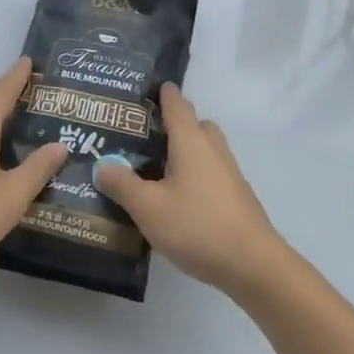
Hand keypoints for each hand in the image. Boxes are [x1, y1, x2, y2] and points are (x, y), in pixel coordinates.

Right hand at [94, 85, 287, 295]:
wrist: (253, 265)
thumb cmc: (197, 226)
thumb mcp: (148, 207)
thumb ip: (122, 184)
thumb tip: (101, 163)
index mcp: (191, 141)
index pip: (177, 104)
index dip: (163, 93)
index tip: (146, 88)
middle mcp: (212, 149)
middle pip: (194, 124)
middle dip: (173, 124)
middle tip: (143, 136)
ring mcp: (229, 173)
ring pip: (204, 150)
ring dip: (184, 152)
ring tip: (154, 169)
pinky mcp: (235, 196)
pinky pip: (210, 172)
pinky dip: (193, 174)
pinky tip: (175, 198)